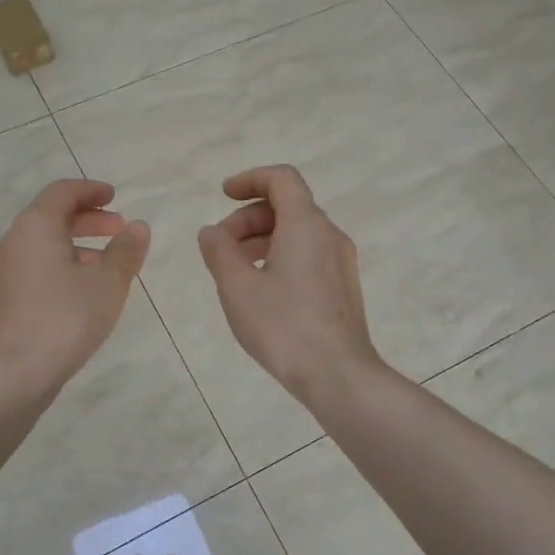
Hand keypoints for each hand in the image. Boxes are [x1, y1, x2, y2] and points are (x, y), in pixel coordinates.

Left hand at [0, 179, 149, 393]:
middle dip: (88, 219)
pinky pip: (36, 266)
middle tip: (119, 229)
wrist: (12, 373)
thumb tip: (138, 226)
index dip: (91, 190)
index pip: (62, 192)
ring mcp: (4, 270)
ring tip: (109, 264)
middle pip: (52, 216)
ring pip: (44, 244)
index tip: (115, 197)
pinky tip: (84, 290)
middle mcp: (14, 240)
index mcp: (35, 226)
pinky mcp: (3, 297)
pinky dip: (62, 264)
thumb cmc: (65, 317)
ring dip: (77, 245)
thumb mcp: (107, 283)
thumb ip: (125, 251)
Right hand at [197, 165, 383, 403]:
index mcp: (306, 225)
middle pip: (288, 206)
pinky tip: (261, 290)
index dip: (250, 179)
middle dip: (249, 217)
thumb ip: (219, 251)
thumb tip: (211, 231)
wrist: (338, 375)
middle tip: (219, 246)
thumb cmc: (283, 326)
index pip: (282, 179)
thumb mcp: (237, 287)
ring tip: (234, 269)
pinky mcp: (343, 288)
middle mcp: (330, 235)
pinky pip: (309, 255)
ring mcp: (341, 263)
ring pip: (298, 233)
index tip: (224, 195)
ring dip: (263, 239)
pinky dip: (280, 256)